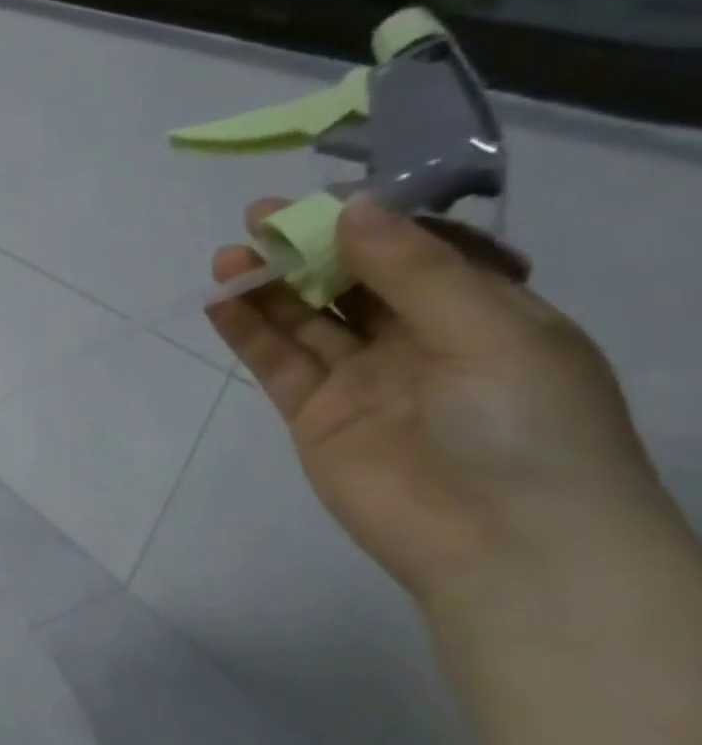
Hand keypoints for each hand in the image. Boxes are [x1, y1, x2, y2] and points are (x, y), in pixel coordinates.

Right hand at [207, 197, 676, 609]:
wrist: (502, 544)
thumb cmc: (523, 425)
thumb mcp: (488, 330)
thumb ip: (413, 270)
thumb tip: (350, 209)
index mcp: (481, 312)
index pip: (415, 252)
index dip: (365, 223)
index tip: (318, 200)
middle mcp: (418, 340)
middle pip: (351, 282)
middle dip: (307, 249)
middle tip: (257, 219)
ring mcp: (361, 380)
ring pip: (307, 320)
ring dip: (269, 287)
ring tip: (229, 257)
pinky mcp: (314, 416)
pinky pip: (278, 363)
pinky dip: (249, 332)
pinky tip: (221, 303)